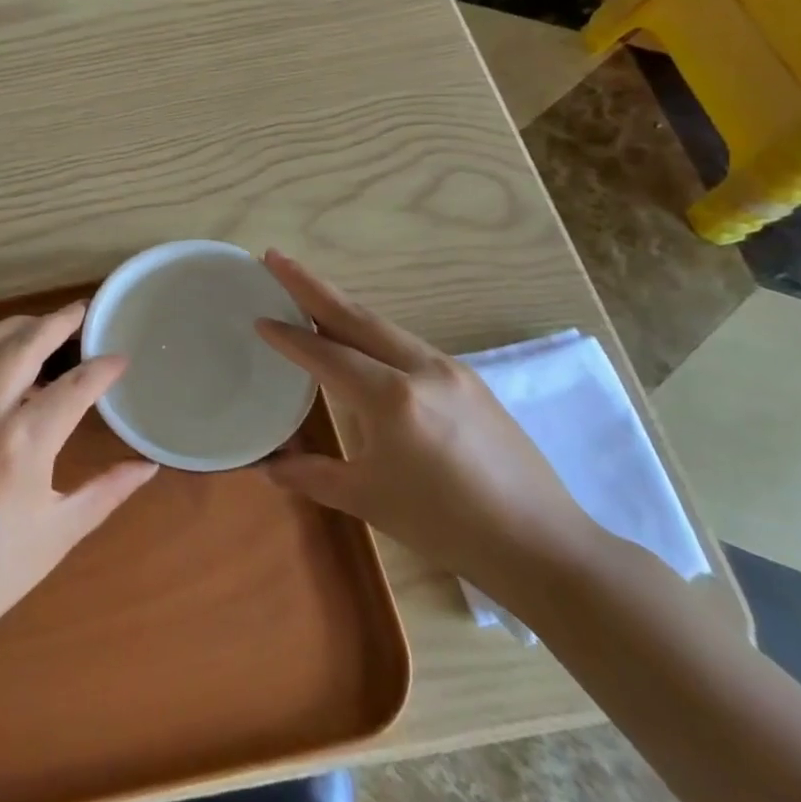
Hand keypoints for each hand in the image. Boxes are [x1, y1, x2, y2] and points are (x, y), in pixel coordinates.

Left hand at [0, 303, 157, 652]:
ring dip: (21, 327)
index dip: (102, 368)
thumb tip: (148, 466)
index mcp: (21, 444)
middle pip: (25, 344)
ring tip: (48, 326)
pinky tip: (11, 367)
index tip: (122, 357)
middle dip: (58, 321)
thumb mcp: (58, 534)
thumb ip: (107, 491)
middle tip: (83, 311)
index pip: (73, 386)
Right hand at [255, 252, 595, 598]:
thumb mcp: (371, 500)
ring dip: (341, 304)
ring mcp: (449, 368)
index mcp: (392, 398)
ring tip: (306, 288)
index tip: (257, 316)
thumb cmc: (448, 526)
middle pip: (354, 316)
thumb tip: (267, 467)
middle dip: (309, 285)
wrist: (543, 544)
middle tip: (274, 257)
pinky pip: (406, 342)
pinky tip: (359, 336)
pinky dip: (372, 329)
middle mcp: (420, 368)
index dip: (288, 336)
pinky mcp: (469, 378)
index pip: (327, 354)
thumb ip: (314, 476)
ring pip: (383, 325)